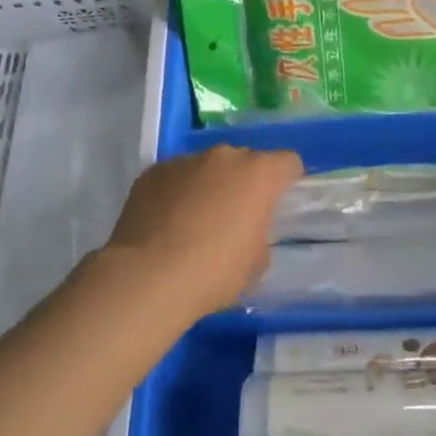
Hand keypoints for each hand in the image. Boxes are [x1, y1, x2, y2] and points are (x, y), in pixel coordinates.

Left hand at [101, 146, 304, 314]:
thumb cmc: (214, 272)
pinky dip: (177, 192)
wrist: (148, 277)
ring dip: (208, 185)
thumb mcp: (256, 261)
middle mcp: (223, 157)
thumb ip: (258, 232)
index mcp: (258, 174)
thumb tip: (245, 228)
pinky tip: (167, 222)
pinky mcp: (152, 172)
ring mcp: (184, 161)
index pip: (287, 162)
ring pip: (206, 168)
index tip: (278, 203)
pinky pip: (175, 177)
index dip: (287, 180)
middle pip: (244, 161)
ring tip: (194, 221)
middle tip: (235, 216)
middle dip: (244, 183)